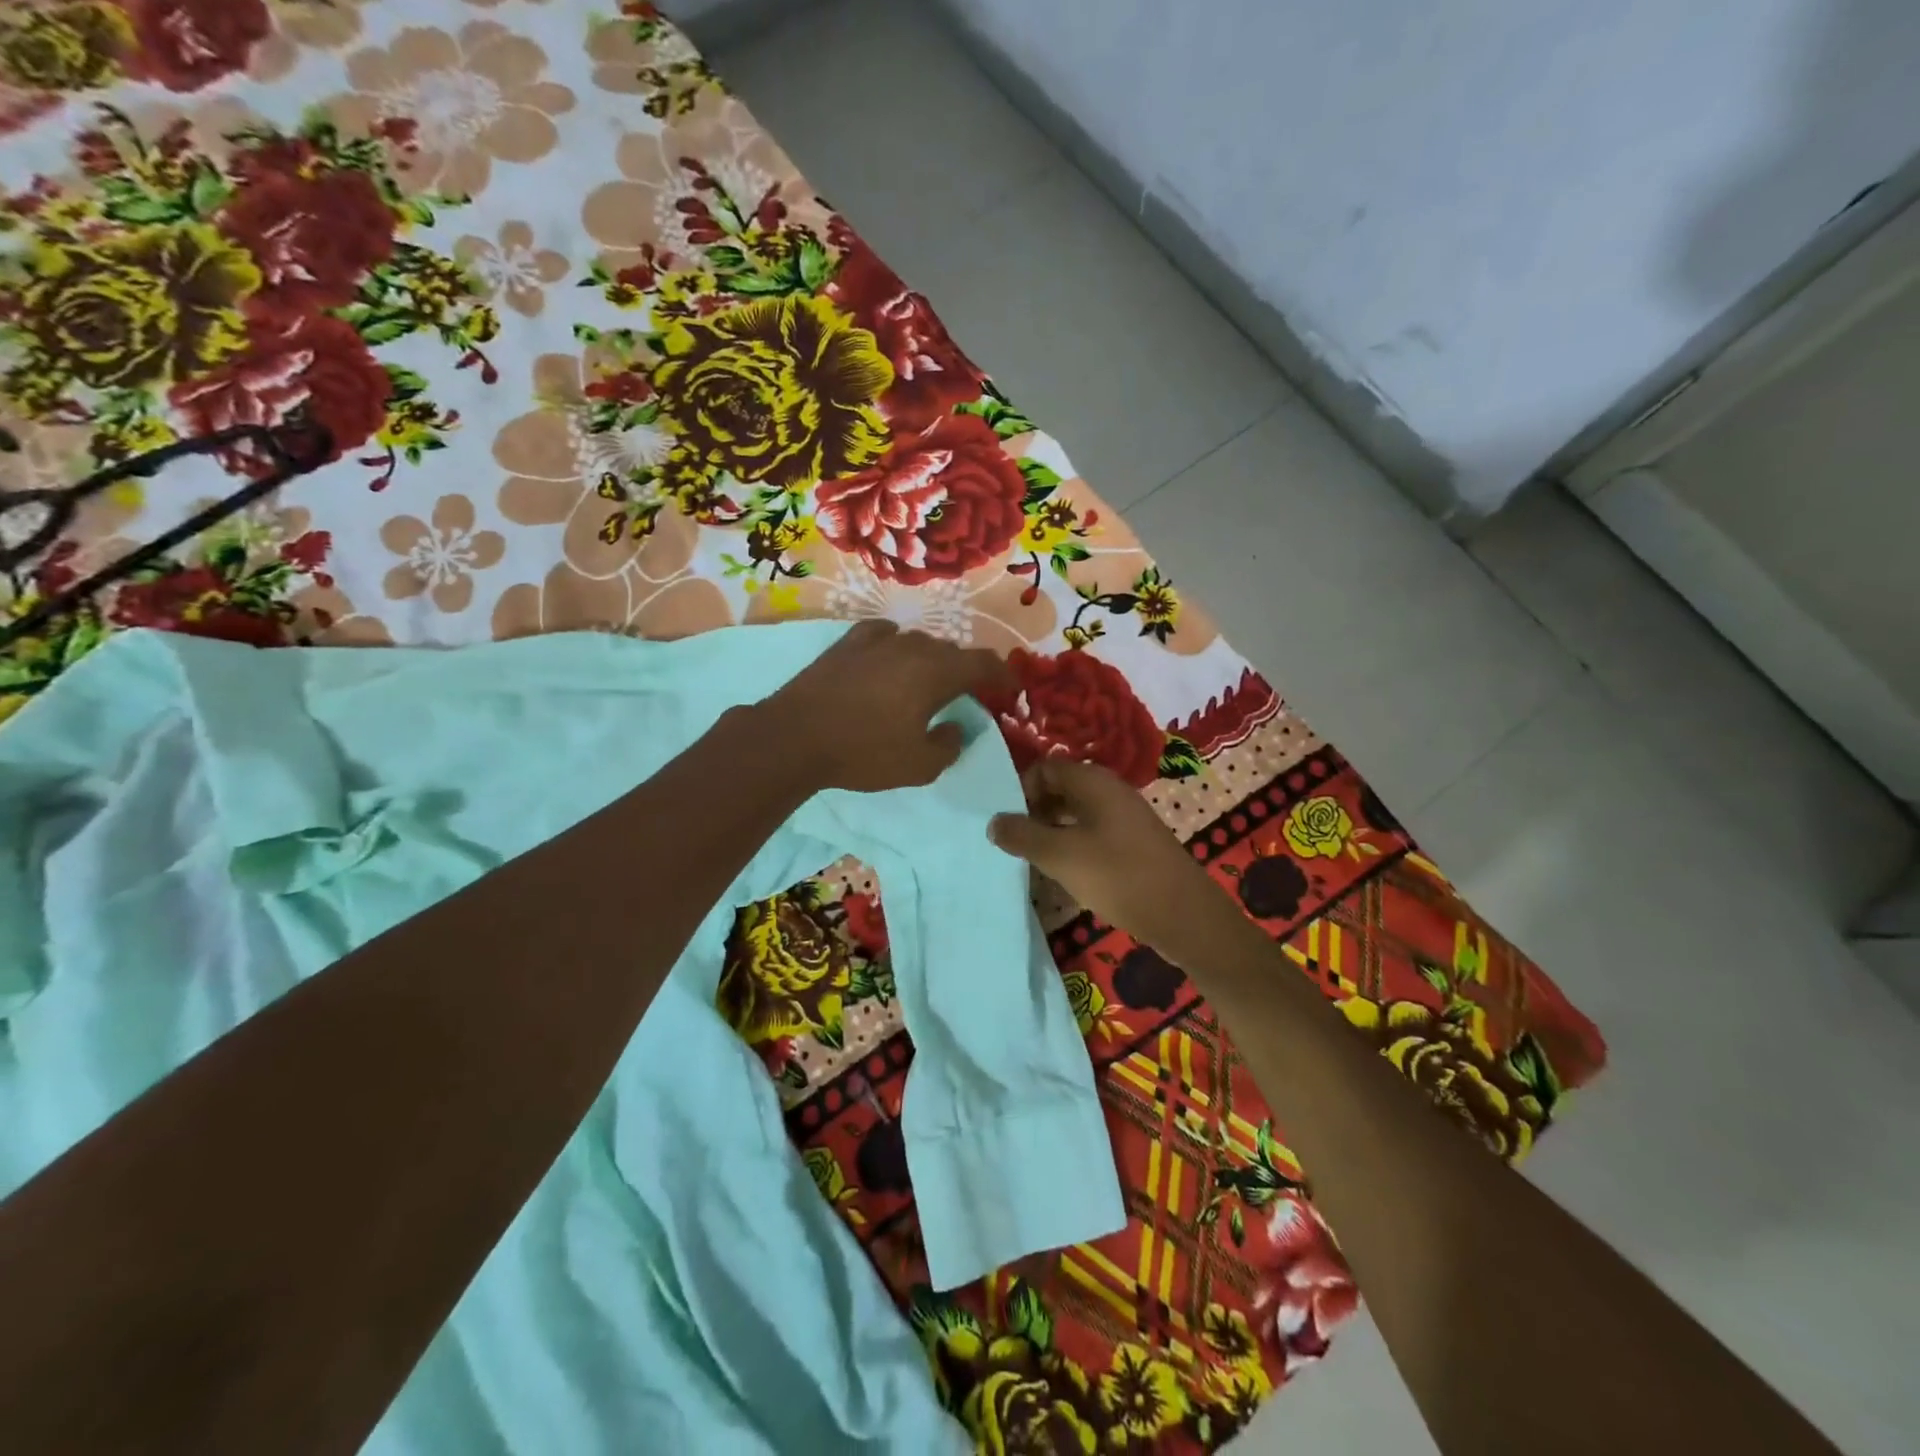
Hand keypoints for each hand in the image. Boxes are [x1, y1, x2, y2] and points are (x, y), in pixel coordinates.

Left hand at [764, 619, 1013, 792]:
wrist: (795, 736)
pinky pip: (884, 634)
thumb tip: (956, 727)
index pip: (983, 663)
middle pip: (951, 651)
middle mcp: (912, 646)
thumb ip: (949, 745)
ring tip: (927, 681)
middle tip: (968, 693)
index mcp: (936, 672)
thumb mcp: (919, 765)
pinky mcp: (848, 643)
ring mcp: (877, 640)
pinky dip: (896, 645)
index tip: (1011, 688)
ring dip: (931, 660)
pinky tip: (890, 656)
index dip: (1003, 675)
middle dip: (966, 671)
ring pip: (918, 642)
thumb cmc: (863, 753)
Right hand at [987, 758, 1250, 964]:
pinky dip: (1072, 847)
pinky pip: (1092, 833)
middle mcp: (1110, 791)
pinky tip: (1063, 874)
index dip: (1020, 789)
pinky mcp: (1133, 844)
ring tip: (1031, 860)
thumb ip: (1023, 836)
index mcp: (1094, 781)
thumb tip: (993, 821)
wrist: (1183, 915)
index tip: (1005, 821)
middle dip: (1033, 812)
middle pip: (1060, 789)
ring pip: (1075, 814)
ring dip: (1050, 832)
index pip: (1045, 768)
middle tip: (1013, 843)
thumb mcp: (1061, 856)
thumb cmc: (1118, 876)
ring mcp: (1125, 818)